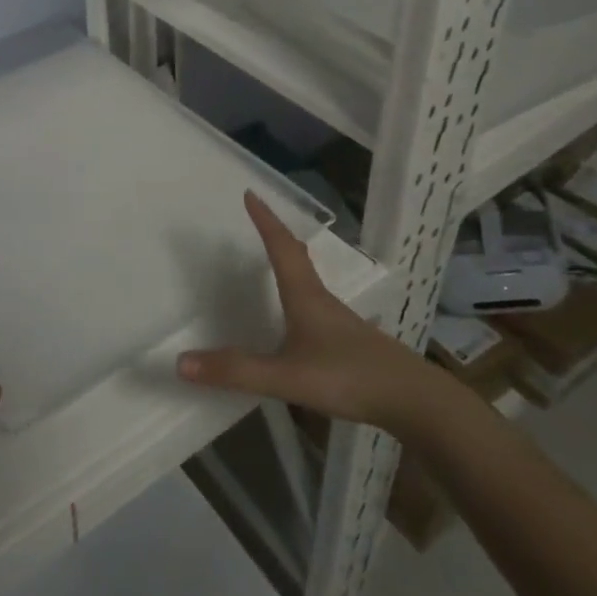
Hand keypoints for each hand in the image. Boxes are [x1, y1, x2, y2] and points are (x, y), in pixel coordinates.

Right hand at [178, 191, 449, 435]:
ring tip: (275, 260)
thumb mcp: (287, 378)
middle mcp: (322, 300)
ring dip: (291, 263)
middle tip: (259, 218)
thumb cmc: (349, 378)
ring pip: (310, 282)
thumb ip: (237, 370)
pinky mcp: (353, 344)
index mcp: (305, 296)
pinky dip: (302, 296)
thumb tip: (181, 361)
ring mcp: (341, 322)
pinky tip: (302, 319)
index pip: (281, 247)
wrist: (415, 401)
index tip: (251, 194)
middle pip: (297, 257)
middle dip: (276, 235)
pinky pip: (319, 307)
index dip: (265, 220)